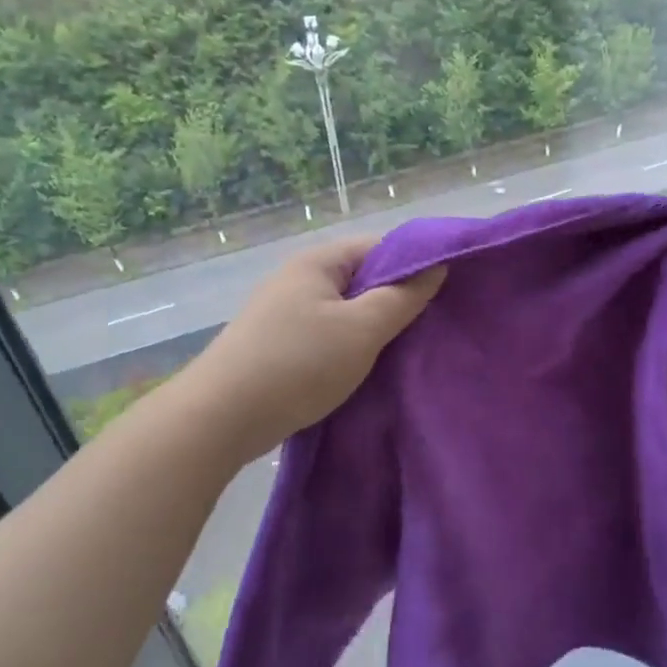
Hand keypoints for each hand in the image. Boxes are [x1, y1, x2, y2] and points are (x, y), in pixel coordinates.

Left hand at [179, 234, 445, 463]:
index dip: (415, 266)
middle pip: (362, 279)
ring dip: (372, 328)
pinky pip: (326, 335)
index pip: (380, 247)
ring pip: (345, 311)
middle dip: (396, 300)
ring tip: (404, 352)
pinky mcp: (276, 345)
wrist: (221, 419)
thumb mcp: (362, 329)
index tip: (445, 295)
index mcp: (318, 262)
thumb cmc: (298, 364)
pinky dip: (348, 347)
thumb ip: (403, 297)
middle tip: (429, 328)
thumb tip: (437, 266)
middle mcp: (298, 279)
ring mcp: (284, 313)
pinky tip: (366, 369)